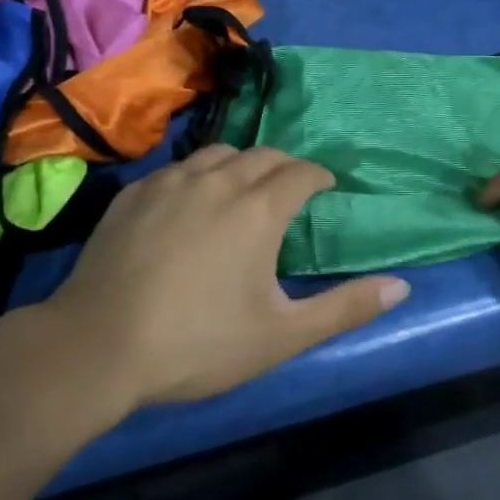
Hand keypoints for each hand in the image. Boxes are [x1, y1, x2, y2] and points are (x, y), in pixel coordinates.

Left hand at [42, 146, 409, 406]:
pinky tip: (190, 202)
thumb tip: (401, 285)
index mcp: (258, 208)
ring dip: (241, 164)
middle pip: (263, 155)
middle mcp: (218, 180)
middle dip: (285, 166)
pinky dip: (198, 175)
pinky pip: (177, 168)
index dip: (320, 176)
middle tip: (291, 189)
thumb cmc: (198, 343)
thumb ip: (345, 307)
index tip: (327, 187)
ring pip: (218, 153)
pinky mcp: (134, 193)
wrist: (98, 346)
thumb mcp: (282, 335)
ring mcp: (170, 182)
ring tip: (243, 189)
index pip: (301, 172)